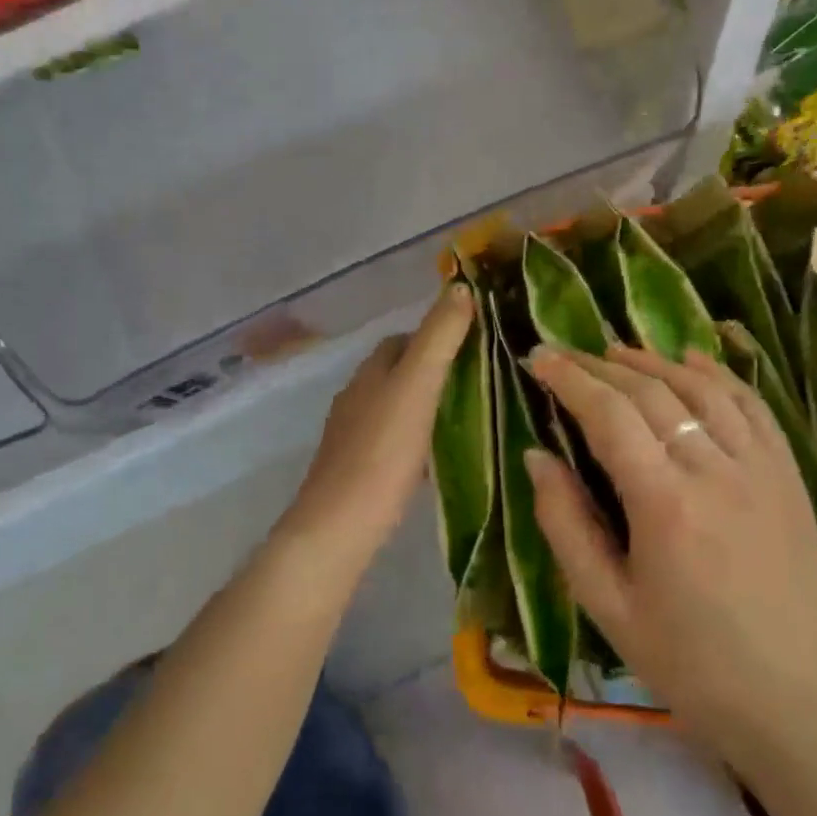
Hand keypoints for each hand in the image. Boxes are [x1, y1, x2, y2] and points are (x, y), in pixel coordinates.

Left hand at [275, 285, 474, 578]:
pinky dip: (416, 439)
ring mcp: (352, 435)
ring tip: (466, 419)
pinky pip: (391, 441)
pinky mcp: (356, 470)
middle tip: (477, 384)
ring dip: (424, 406)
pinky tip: (437, 459)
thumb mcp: (416, 387)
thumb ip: (439, 338)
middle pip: (397, 373)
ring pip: (394, 407)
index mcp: (369, 373)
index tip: (472, 346)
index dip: (435, 336)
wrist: (339, 527)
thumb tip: (460, 288)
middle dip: (432, 372)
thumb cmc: (381, 452)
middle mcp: (356, 397)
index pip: (401, 340)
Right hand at [525, 343, 816, 747]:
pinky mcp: (788, 475)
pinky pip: (752, 405)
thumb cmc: (686, 658)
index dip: (570, 379)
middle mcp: (715, 472)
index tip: (539, 358)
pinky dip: (718, 375)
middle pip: (651, 393)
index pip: (609, 416)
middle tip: (565, 354)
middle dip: (599, 366)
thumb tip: (536, 456)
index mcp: (665, 506)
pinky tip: (692, 359)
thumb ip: (565, 524)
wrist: (791, 697)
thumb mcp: (605, 604)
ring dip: (653, 363)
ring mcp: (760, 468)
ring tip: (615, 352)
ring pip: (701, 389)